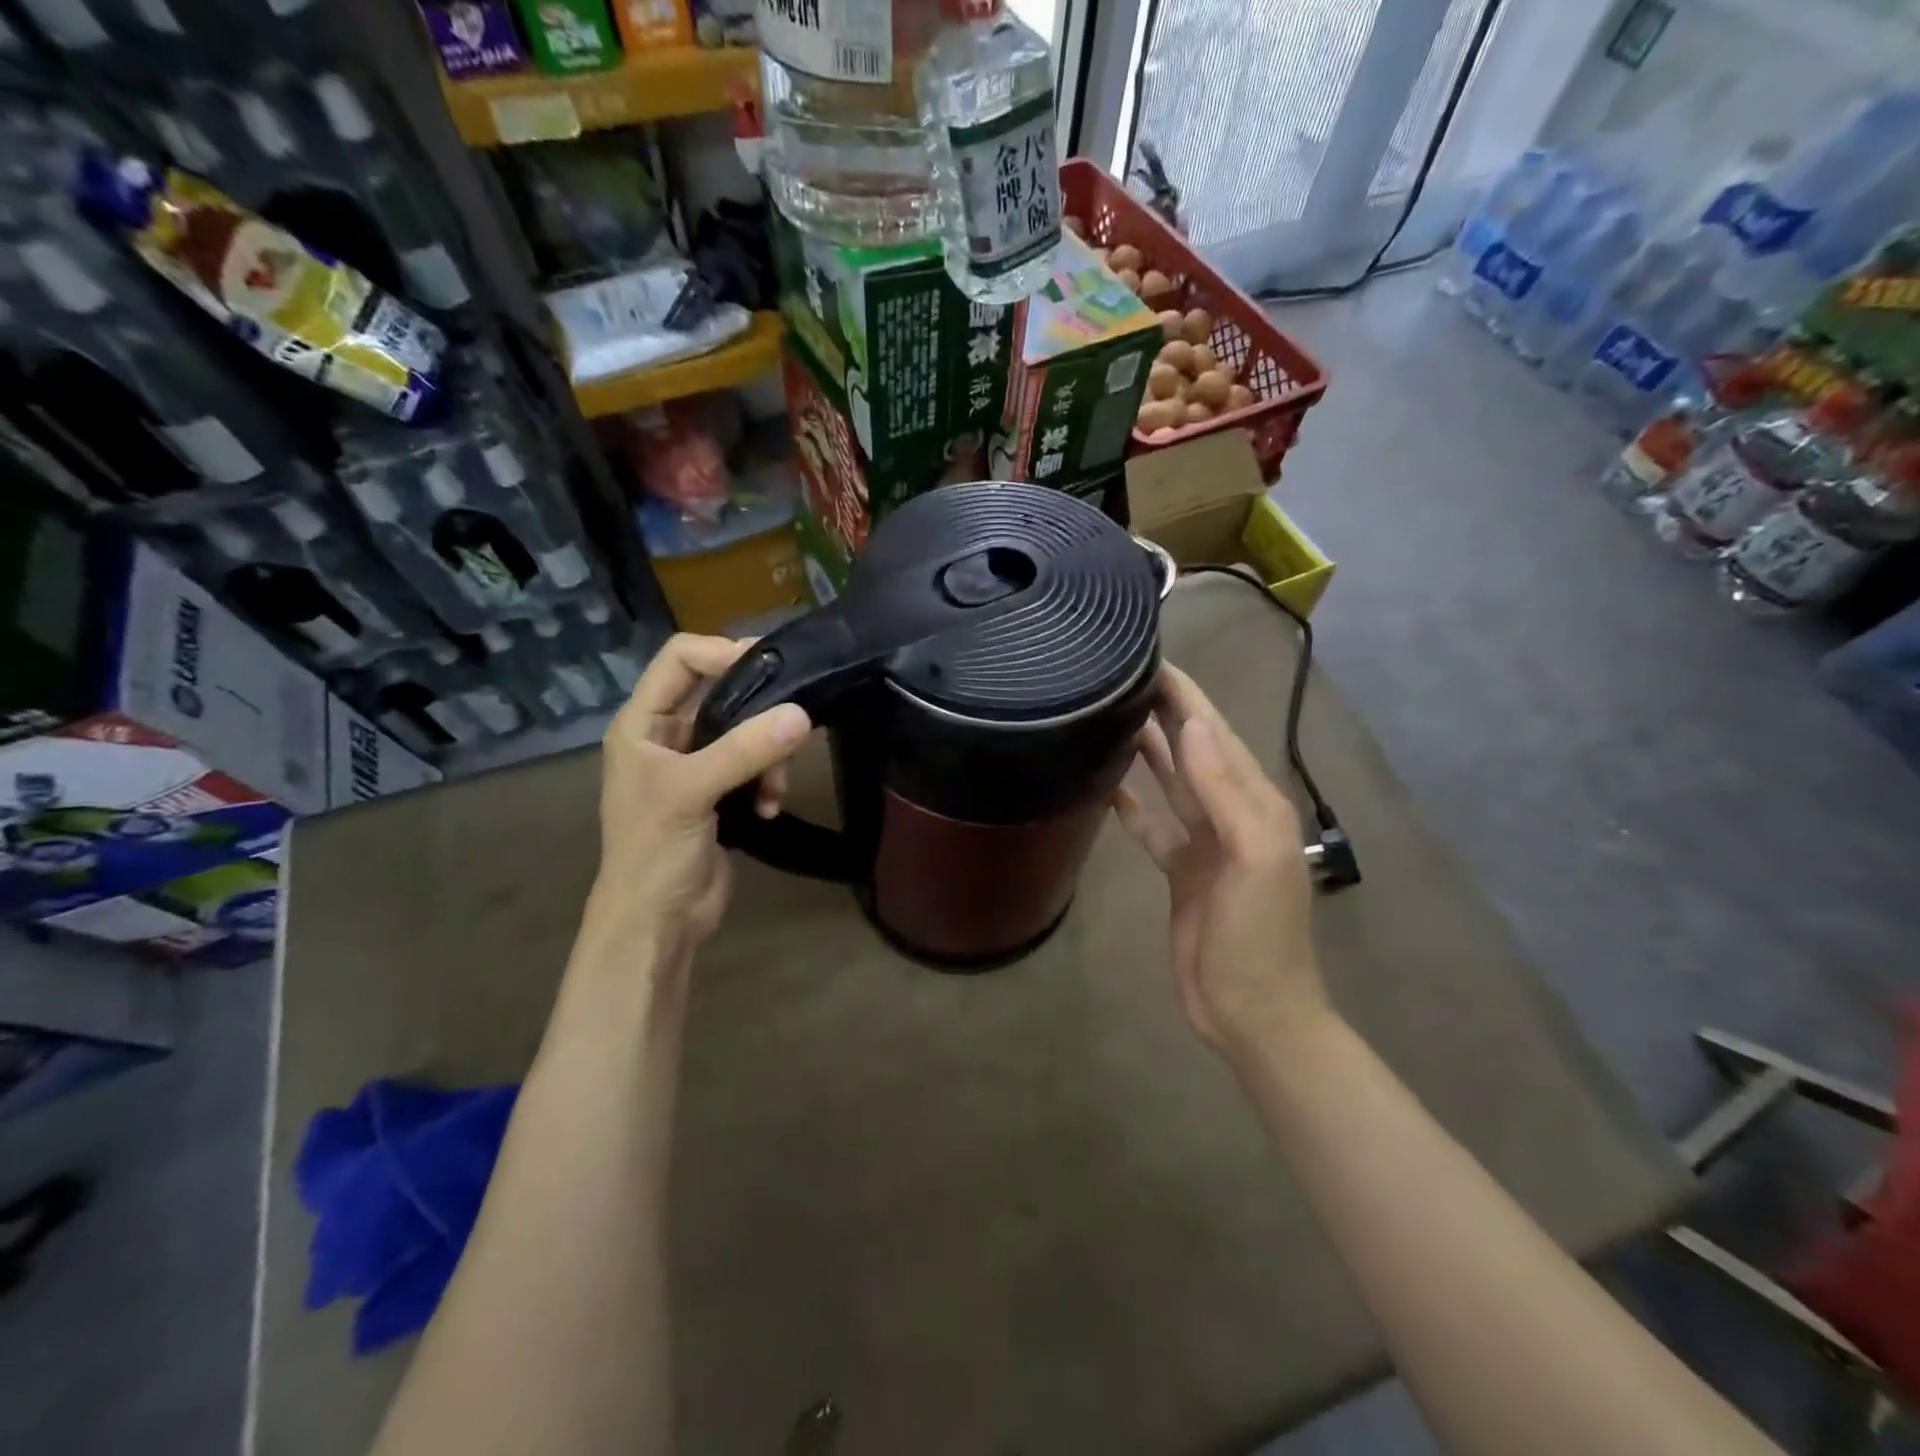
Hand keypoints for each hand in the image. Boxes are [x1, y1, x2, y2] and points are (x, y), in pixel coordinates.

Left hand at [578, 634, 810, 972]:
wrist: (655, 923)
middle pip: (721, 692)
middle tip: (793, 719)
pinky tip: (769, 809)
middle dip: (758, 708)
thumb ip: (744, 750)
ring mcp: (696, 765)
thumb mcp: (691, 792)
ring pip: (746, 731)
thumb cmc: (654, 851)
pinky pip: (755, 766)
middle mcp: (667, 735)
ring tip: (776, 787)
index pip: (681, 658)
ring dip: (768, 754)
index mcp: (642, 722)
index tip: (772, 665)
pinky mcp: (720, 793)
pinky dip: (768, 782)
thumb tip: (802, 715)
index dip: (722, 651)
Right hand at [1113, 664, 1327, 1061]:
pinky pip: (1152, 825)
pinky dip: (1132, 803)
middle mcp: (1229, 812)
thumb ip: (1224, 790)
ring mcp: (1203, 843)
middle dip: (1165, 711)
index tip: (1150, 658)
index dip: (1188, 695)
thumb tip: (1194, 724)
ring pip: (1170, 782)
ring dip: (1146, 749)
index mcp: (1254, 802)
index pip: (1216, 732)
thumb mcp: (1253, 857)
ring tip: (1109, 716)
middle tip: (1120, 676)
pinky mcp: (1179, 870)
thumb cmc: (1258, 935)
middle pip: (1193, 749)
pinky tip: (1106, 785)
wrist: (1251, 1011)